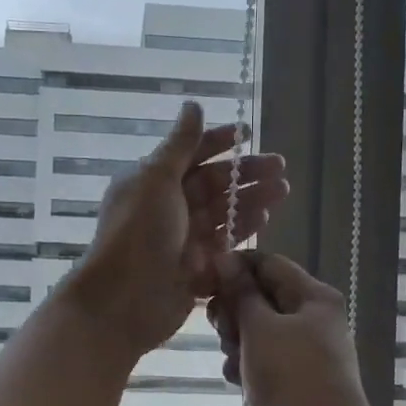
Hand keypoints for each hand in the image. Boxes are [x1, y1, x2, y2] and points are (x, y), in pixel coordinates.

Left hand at [67, 102, 288, 355]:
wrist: (123, 300)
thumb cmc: (137, 233)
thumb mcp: (155, 179)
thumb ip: (179, 145)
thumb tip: (193, 105)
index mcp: (152, 182)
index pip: (189, 155)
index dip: (216, 143)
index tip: (246, 134)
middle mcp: (167, 209)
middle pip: (212, 185)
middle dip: (246, 174)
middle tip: (281, 169)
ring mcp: (182, 241)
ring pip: (222, 215)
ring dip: (251, 202)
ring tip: (282, 192)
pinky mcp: (194, 270)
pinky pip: (223, 246)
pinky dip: (242, 233)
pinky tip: (264, 221)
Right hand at [207, 252, 385, 405]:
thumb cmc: (292, 376)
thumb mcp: (260, 327)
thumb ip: (240, 293)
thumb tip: (223, 258)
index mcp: (312, 296)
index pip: (267, 264)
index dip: (233, 268)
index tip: (202, 280)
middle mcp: (309, 318)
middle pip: (258, 297)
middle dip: (233, 311)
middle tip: (222, 329)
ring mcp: (299, 351)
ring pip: (254, 330)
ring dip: (235, 341)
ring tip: (233, 360)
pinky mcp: (287, 379)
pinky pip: (257, 359)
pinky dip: (243, 366)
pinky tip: (236, 380)